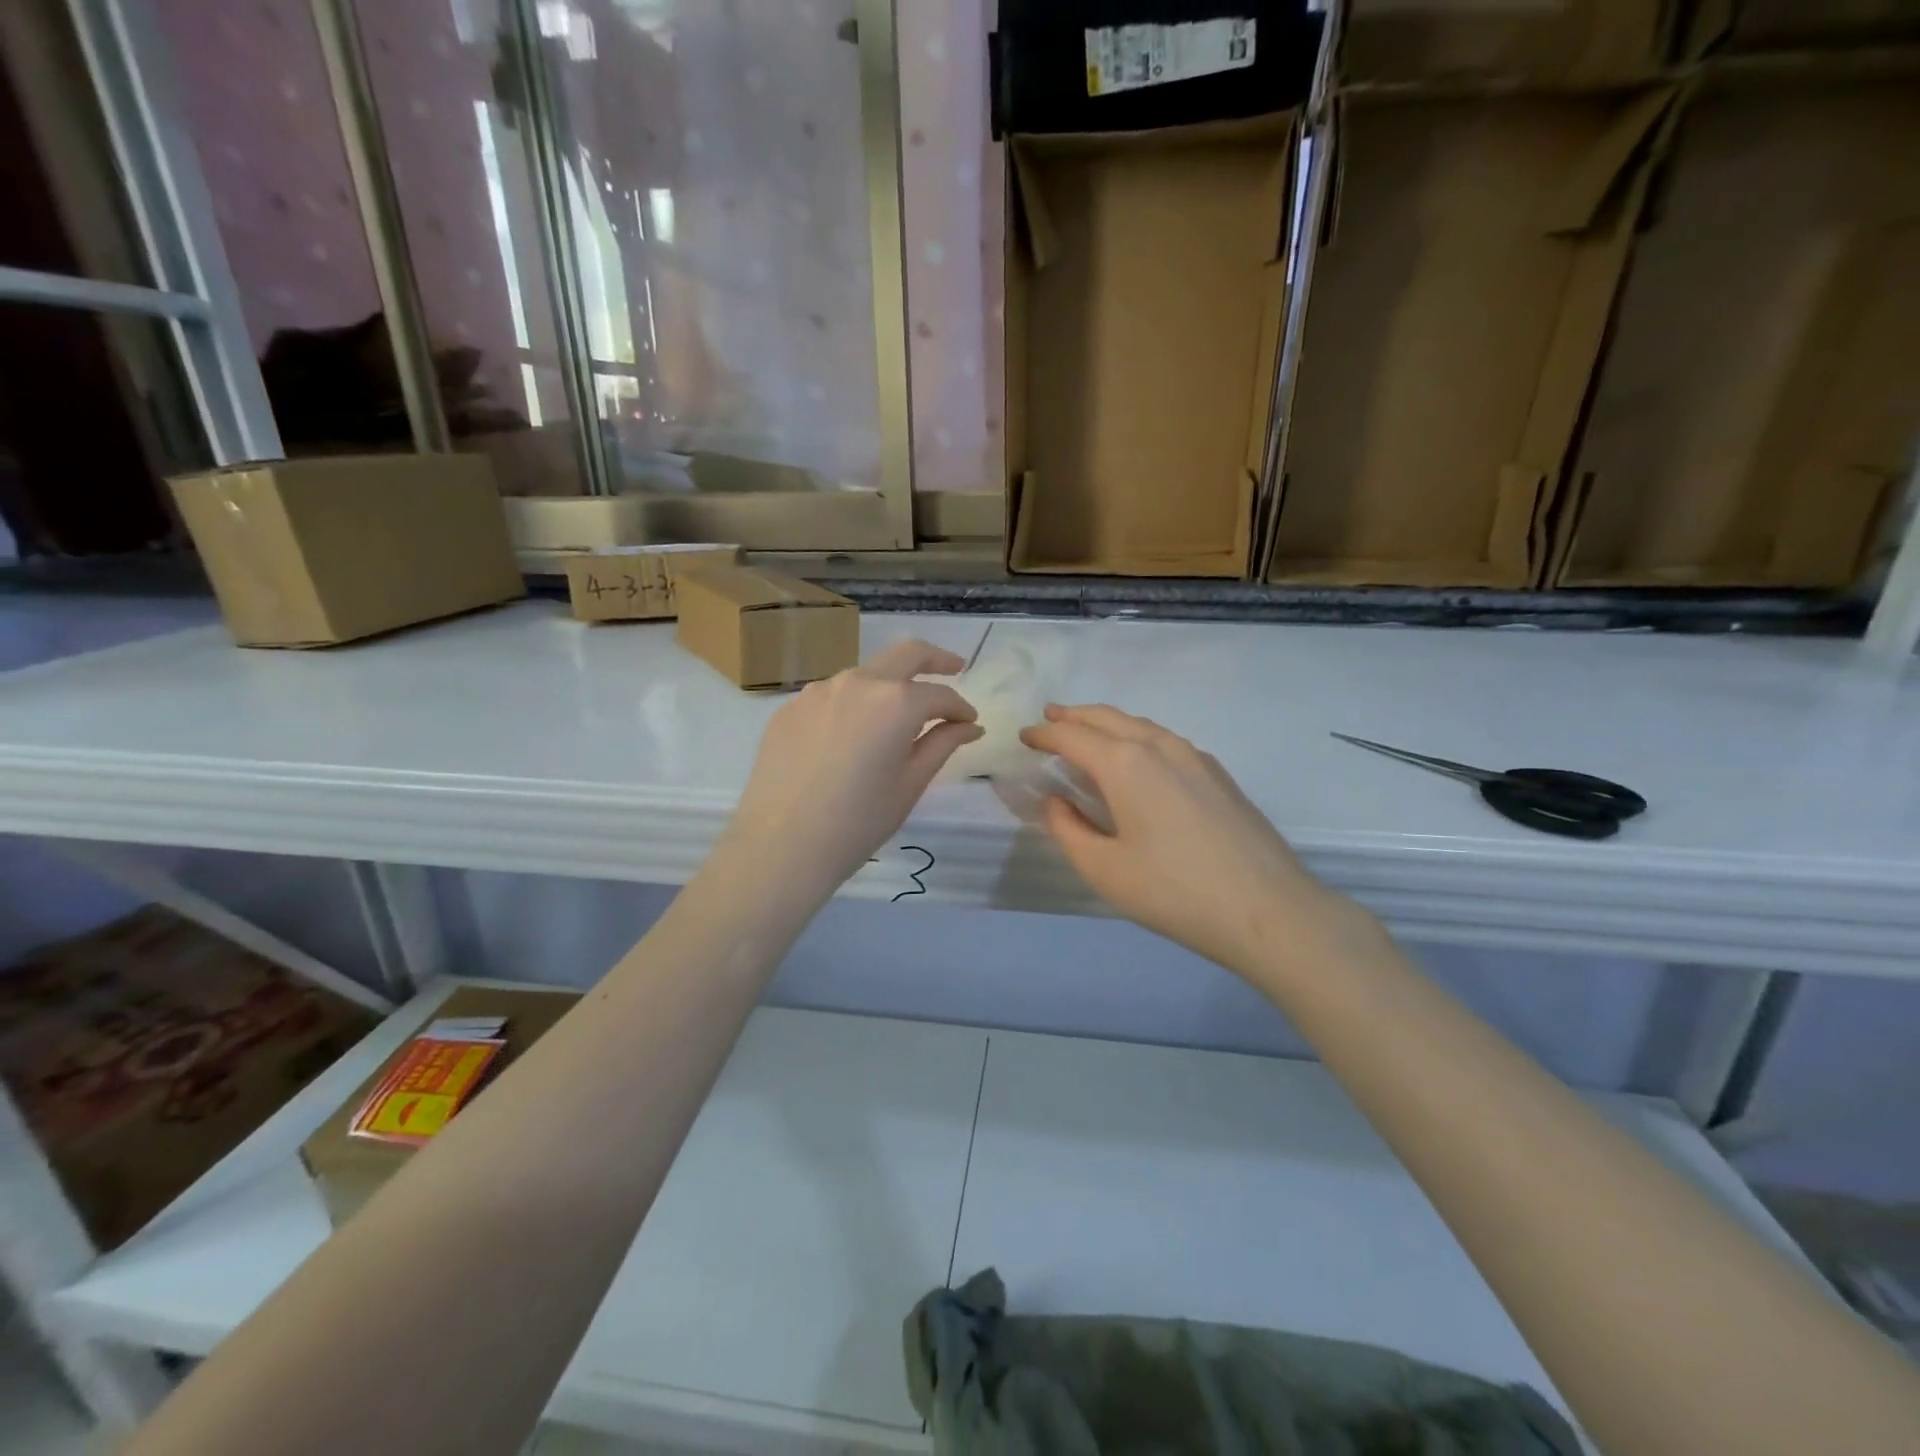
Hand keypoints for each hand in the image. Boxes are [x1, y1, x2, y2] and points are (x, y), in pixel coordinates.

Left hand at [715, 641, 982, 909]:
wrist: (781, 845)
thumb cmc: (858, 821)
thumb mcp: (910, 784)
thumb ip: (942, 743)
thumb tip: (969, 725)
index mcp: (895, 701)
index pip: (939, 695)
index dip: (960, 708)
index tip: (970, 723)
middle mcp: (857, 682)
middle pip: (905, 655)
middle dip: (935, 660)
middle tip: (955, 668)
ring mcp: (818, 691)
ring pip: (865, 675)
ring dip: (888, 686)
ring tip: (897, 717)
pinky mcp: (790, 708)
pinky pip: (832, 697)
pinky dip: (853, 706)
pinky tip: (851, 737)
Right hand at [1021, 704, 1346, 977]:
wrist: (1268, 910)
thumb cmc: (1174, 892)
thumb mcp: (1103, 869)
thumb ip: (1067, 829)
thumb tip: (1053, 801)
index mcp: (1125, 764)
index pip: (1072, 736)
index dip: (1044, 734)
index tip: (1024, 736)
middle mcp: (1160, 747)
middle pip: (1108, 718)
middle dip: (1074, 715)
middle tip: (1050, 717)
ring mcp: (1195, 757)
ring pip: (1141, 725)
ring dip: (1108, 723)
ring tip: (1088, 731)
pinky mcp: (1219, 775)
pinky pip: (1166, 741)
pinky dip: (1138, 738)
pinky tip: (1138, 759)